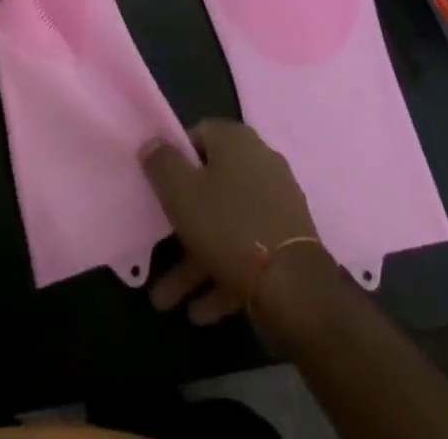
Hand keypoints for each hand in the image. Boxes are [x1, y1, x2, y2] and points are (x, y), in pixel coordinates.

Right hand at [140, 120, 323, 326]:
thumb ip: (162, 164)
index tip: (157, 189)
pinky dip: (222, 275)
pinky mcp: (286, 241)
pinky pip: (245, 250)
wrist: (295, 286)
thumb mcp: (181, 193)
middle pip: (210, 187)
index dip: (174, 160)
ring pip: (225, 225)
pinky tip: (200, 311)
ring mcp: (276, 203)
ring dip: (194, 260)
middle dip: (179, 225)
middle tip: (156, 252)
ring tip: (167, 301)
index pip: (198, 135)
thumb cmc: (229, 226)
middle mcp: (259, 162)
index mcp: (236, 141)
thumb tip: (152, 143)